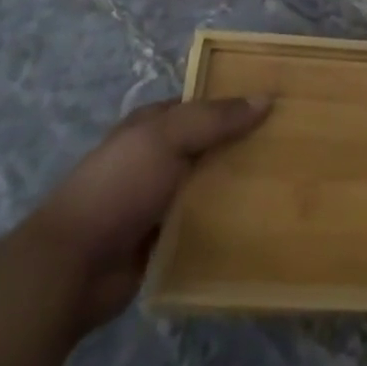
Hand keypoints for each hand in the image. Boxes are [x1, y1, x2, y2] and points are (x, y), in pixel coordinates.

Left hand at [22, 95, 270, 325]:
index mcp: (153, 124)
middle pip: (211, 144)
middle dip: (244, 144)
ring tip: (289, 182)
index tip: (278, 105)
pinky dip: (227, 222)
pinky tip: (262, 220)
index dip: (237, 101)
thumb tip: (267, 97)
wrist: (72, 267)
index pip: (203, 104)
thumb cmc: (118, 186)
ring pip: (211, 184)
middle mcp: (158, 157)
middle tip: (294, 144)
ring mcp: (160, 200)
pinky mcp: (165, 239)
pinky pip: (205, 223)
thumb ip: (216, 118)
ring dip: (240, 185)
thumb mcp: (168, 138)